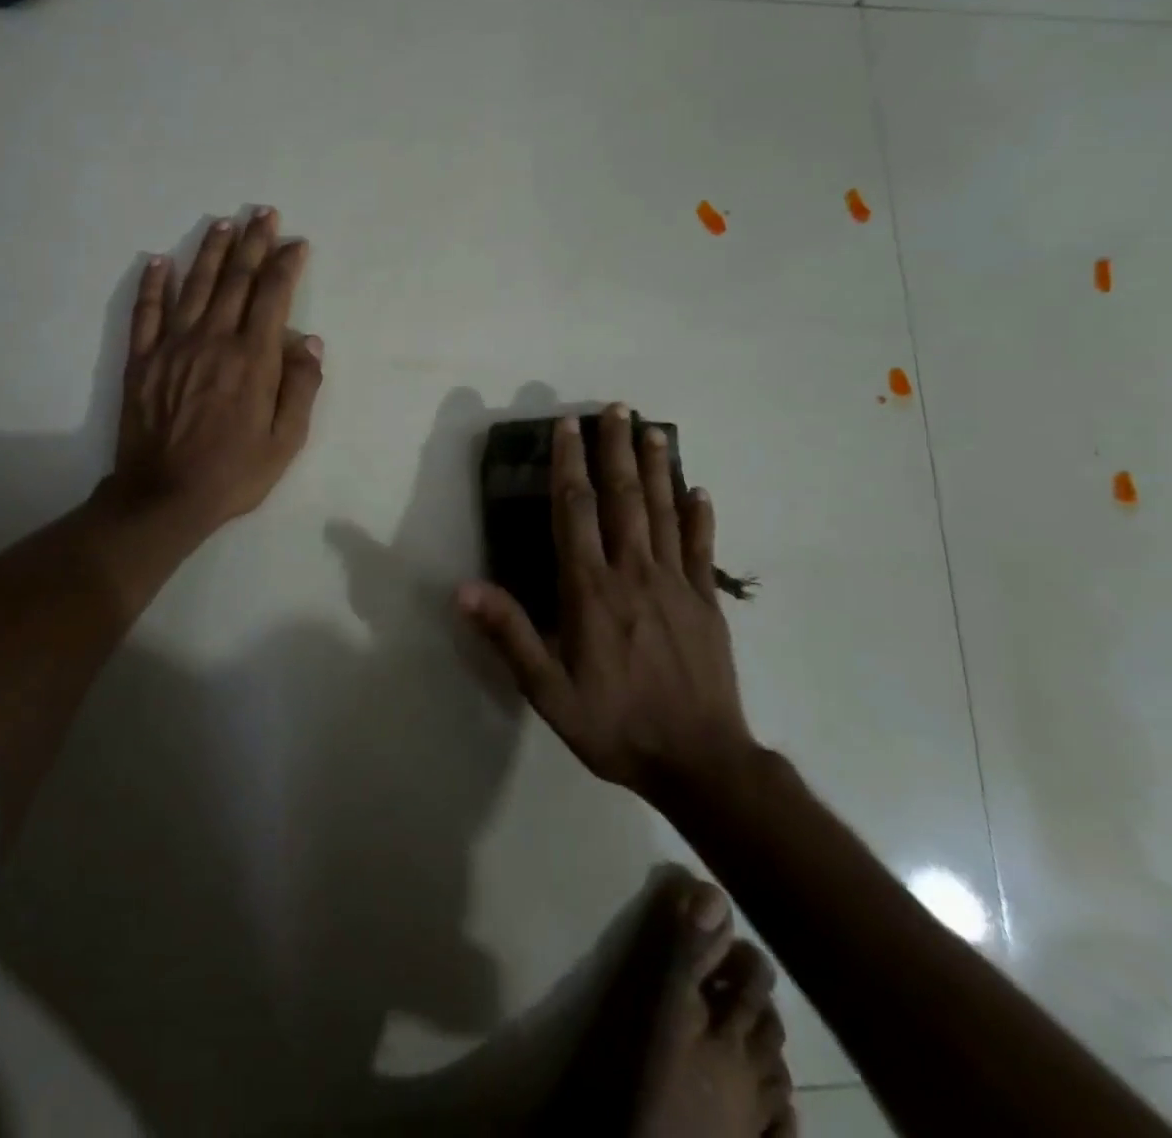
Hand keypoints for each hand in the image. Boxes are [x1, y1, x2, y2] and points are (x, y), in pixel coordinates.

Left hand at [111, 208, 323, 535]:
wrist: (164, 496)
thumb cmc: (234, 473)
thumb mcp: (286, 441)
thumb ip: (301, 387)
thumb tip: (311, 341)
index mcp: (253, 359)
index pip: (273, 296)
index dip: (286, 265)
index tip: (296, 243)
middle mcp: (214, 340)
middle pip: (236, 280)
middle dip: (254, 243)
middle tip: (264, 214)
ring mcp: (173, 346)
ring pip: (195, 286)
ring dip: (212, 252)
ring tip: (225, 224)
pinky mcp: (142, 360)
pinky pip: (147, 311)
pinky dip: (154, 283)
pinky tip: (161, 260)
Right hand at [457, 405, 757, 792]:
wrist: (700, 762)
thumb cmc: (616, 725)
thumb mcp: (548, 691)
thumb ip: (509, 635)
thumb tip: (464, 589)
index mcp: (591, 590)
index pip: (576, 511)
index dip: (569, 465)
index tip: (568, 427)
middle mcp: (634, 573)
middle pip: (624, 498)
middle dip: (616, 450)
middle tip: (616, 409)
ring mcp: (677, 584)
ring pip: (665, 512)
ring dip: (658, 468)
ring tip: (653, 431)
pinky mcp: (707, 602)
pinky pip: (703, 549)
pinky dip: (700, 517)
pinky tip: (700, 491)